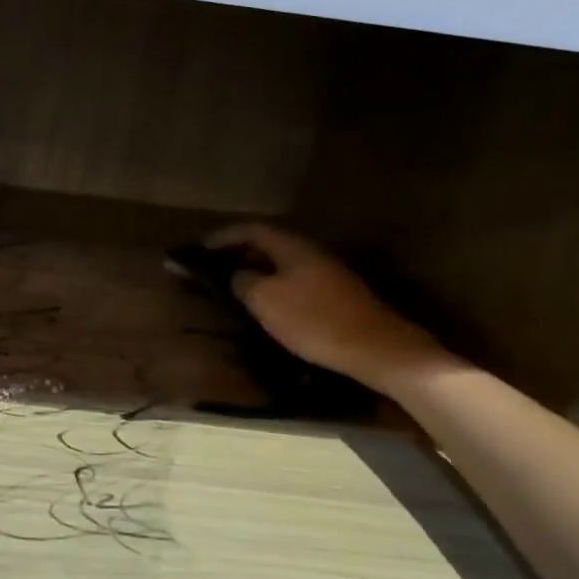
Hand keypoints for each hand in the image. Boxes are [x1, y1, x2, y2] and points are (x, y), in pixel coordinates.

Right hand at [207, 222, 449, 394]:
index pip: (251, 229)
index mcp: (291, 246)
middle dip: (240, 252)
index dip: (223, 236)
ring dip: (258, 270)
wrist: (377, 349)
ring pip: (283, 264)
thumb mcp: (265, 300)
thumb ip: (243, 281)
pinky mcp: (338, 296)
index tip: (200, 248)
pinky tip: (269, 305)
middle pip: (269, 244)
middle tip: (215, 266)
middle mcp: (311, 252)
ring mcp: (328, 273)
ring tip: (236, 286)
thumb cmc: (314, 320)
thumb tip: (237, 274)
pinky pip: (296, 281)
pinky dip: (275, 286)